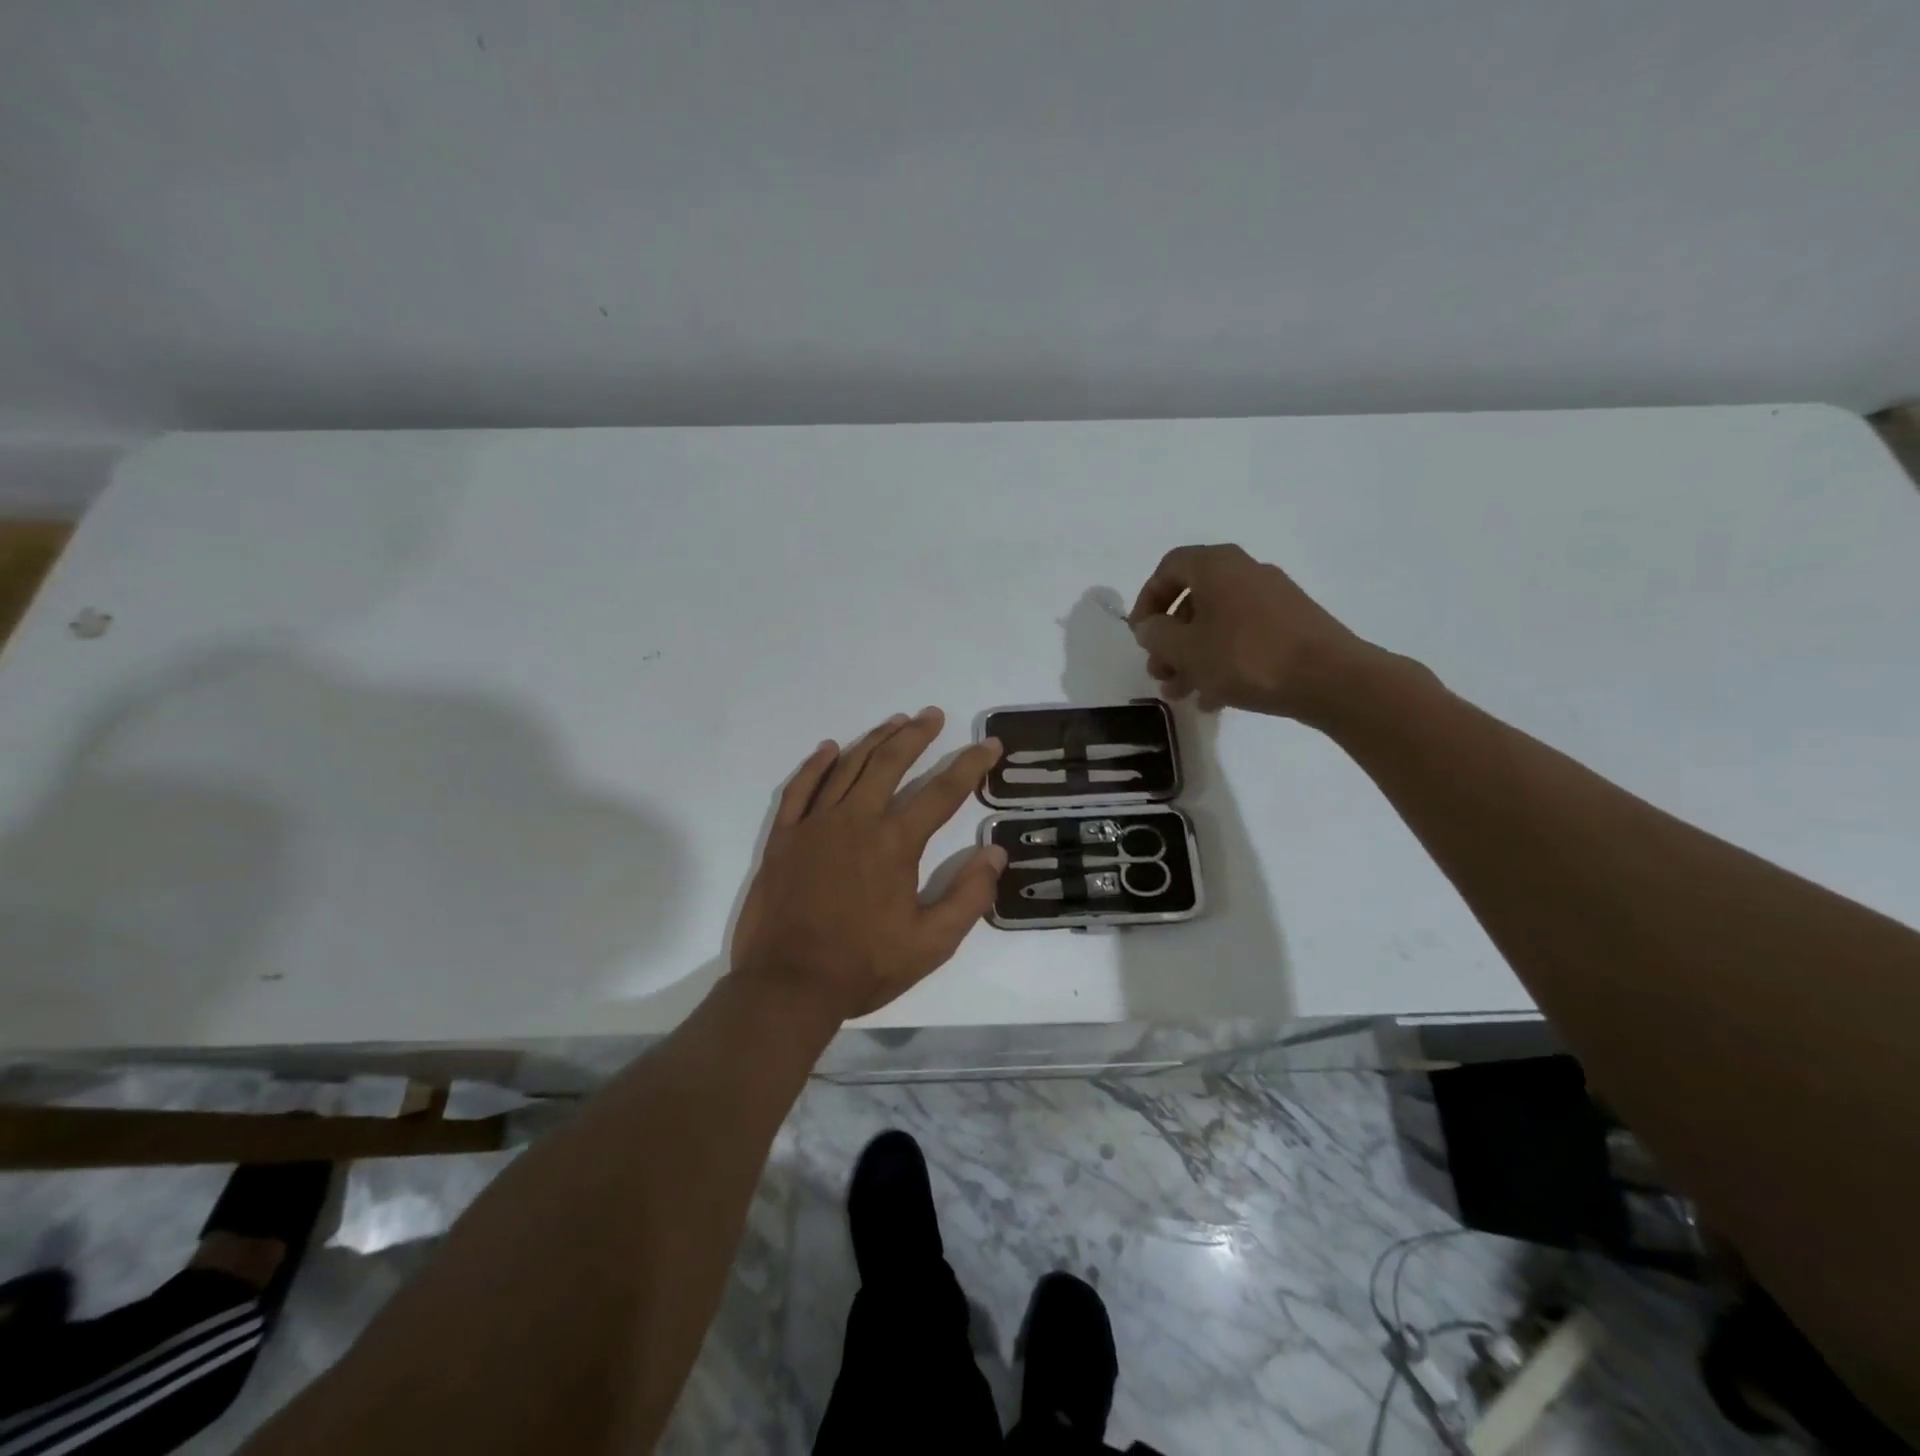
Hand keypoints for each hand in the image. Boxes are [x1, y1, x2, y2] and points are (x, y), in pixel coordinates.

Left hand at [730, 708, 1006, 1024]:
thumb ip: (968, 897)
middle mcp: (855, 820)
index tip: (989, 745)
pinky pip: (799, 789)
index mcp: (894, 843)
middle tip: (933, 715)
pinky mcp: (783, 837)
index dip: (970, 764)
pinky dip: (816, 765)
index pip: (942, 791)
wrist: (787, 985)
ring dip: (874, 740)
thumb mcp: (931, 944)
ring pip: (847, 767)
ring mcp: (814, 825)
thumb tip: (995, 853)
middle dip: (916, 735)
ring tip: (895, 722)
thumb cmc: (863, 966)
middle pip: (890, 763)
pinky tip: (829, 748)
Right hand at [1128, 543, 1367, 718]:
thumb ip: (1156, 635)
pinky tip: (1214, 699)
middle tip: (1159, 672)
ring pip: (1217, 624)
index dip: (1147, 600)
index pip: (1169, 568)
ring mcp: (1272, 599)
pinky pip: (1243, 638)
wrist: (1330, 679)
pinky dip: (1222, 662)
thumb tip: (1150, 627)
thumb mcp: (1186, 649)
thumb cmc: (1246, 657)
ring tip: (1181, 692)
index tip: (1141, 635)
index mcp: (1217, 566)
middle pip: (1193, 600)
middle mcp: (1244, 572)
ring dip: (1192, 657)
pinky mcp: (1291, 626)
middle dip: (1169, 639)